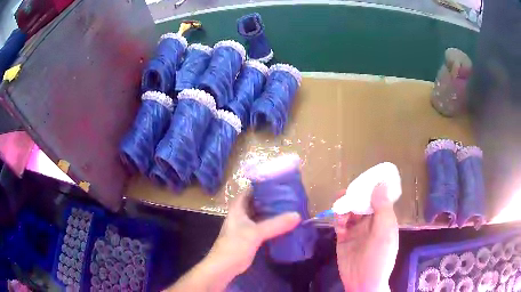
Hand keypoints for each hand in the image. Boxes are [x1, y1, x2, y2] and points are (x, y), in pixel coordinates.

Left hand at [166, 191, 300, 291]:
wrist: (224, 267)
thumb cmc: (235, 246)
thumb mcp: (255, 233)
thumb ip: (275, 224)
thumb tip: (297, 215)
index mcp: (238, 208)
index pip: (250, 189)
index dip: (263, 184)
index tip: (281, 182)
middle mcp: (241, 214)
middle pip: (257, 201)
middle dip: (272, 198)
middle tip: (290, 195)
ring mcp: (245, 226)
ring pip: (261, 214)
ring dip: (273, 211)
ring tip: (291, 207)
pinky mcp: (250, 237)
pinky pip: (263, 226)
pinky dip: (273, 223)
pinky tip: (285, 224)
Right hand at [335, 183, 398, 291]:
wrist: (363, 282)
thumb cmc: (380, 256)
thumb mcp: (385, 231)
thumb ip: (382, 208)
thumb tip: (380, 184)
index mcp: (383, 219)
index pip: (377, 198)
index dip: (371, 189)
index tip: (362, 181)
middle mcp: (370, 222)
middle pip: (361, 203)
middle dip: (354, 197)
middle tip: (345, 193)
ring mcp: (356, 231)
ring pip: (349, 212)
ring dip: (345, 207)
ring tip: (340, 207)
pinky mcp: (343, 238)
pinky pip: (340, 224)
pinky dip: (338, 219)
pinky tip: (339, 222)